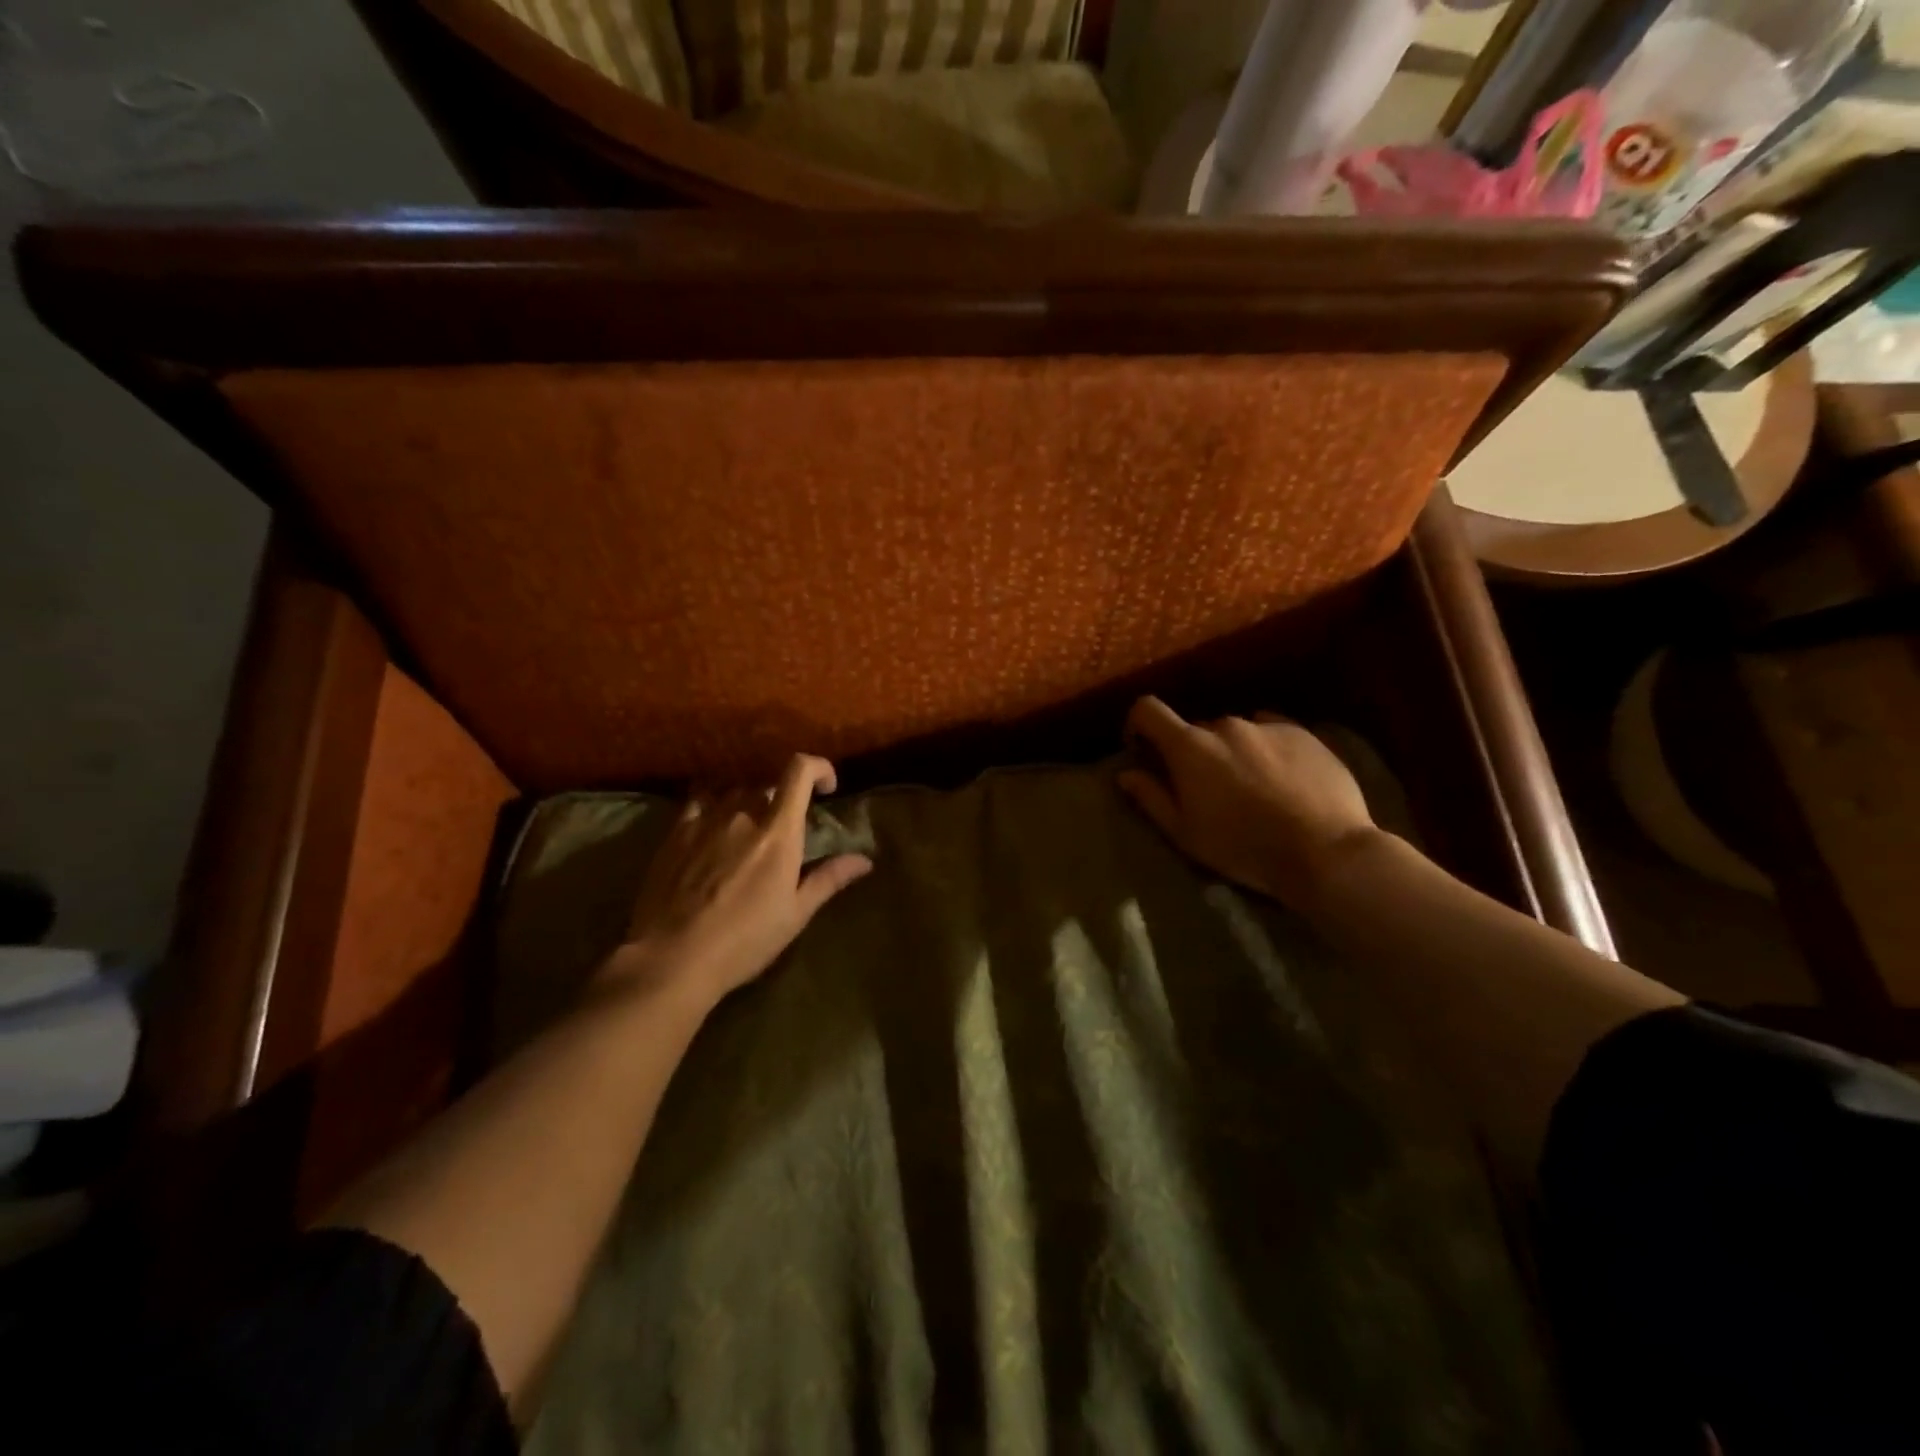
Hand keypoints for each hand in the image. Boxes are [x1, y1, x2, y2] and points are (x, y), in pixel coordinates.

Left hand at [606, 754, 872, 1007]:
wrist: (672, 958)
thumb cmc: (744, 940)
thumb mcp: (795, 914)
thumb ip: (829, 878)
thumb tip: (864, 860)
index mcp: (778, 832)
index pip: (799, 771)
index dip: (818, 767)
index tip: (827, 788)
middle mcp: (742, 814)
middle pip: (767, 784)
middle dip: (782, 799)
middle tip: (785, 829)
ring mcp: (704, 820)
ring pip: (734, 791)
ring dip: (748, 803)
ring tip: (749, 829)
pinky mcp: (675, 832)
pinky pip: (699, 801)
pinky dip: (714, 805)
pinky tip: (712, 827)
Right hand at [1117, 696, 1375, 908]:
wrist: (1325, 851)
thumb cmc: (1243, 847)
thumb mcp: (1185, 833)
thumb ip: (1151, 798)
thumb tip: (1126, 774)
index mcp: (1189, 746)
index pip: (1148, 710)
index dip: (1138, 724)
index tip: (1142, 749)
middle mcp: (1225, 725)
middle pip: (1194, 729)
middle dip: (1191, 752)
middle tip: (1205, 787)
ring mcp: (1267, 726)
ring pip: (1235, 732)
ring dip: (1231, 751)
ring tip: (1249, 786)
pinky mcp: (1303, 733)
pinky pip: (1270, 732)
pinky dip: (1265, 749)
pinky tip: (1281, 779)